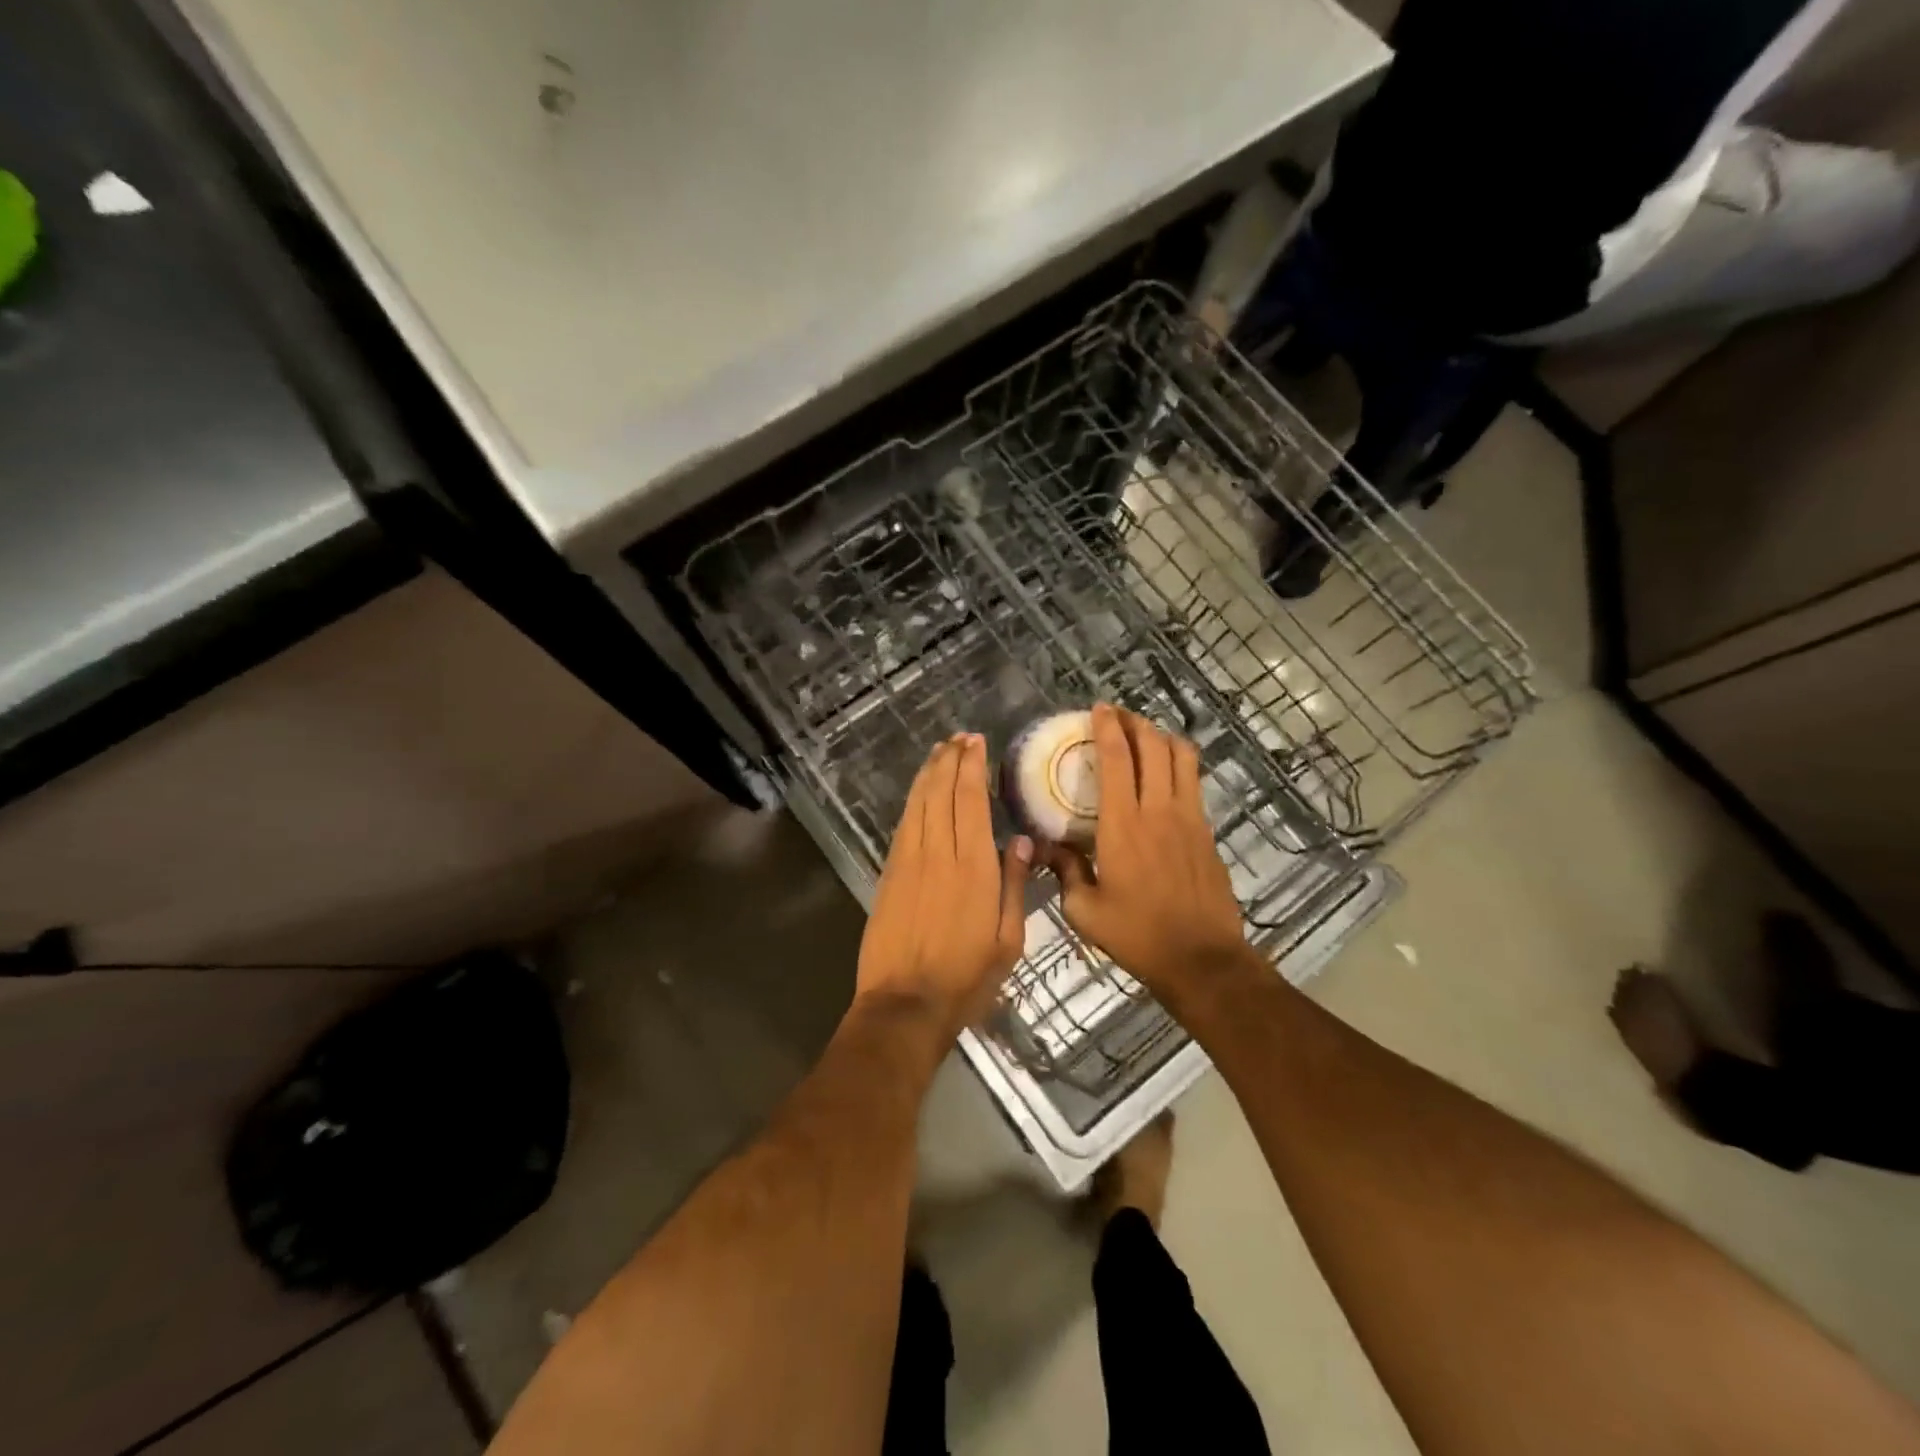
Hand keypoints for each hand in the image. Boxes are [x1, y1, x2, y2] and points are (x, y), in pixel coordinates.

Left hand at [856, 734, 1032, 1038]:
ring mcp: (907, 862)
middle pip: (940, 793)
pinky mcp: (888, 875)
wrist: (904, 1005)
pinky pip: (902, 826)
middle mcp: (937, 854)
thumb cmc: (966, 979)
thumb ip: (1015, 887)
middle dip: (950, 761)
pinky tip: (919, 793)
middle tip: (959, 738)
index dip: (971, 768)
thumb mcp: (1008, 941)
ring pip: (917, 804)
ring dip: (928, 774)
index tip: (975, 743)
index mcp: (973, 868)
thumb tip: (1020, 842)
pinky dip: (912, 801)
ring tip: (939, 752)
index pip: (969, 802)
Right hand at [1045, 705, 1257, 1008]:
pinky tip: (1166, 775)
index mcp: (1123, 825)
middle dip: (1136, 722)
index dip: (1108, 727)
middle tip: (1118, 716)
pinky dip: (1179, 765)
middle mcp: (1159, 810)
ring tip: (1145, 735)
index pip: (1118, 758)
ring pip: (1182, 757)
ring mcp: (1190, 818)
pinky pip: (1194, 783)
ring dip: (1162, 737)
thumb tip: (1048, 847)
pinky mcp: (1208, 832)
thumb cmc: (1137, 934)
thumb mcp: (1084, 911)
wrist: (1201, 958)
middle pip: (1154, 746)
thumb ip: (1065, 871)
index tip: (1099, 709)